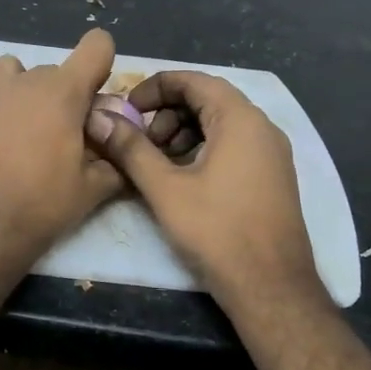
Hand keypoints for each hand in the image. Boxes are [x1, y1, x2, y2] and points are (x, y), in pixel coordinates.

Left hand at [0, 29, 125, 263]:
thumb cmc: (44, 204)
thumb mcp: (93, 188)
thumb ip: (115, 161)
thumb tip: (123, 153)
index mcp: (64, 91)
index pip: (96, 45)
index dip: (103, 63)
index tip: (99, 96)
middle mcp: (26, 83)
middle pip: (57, 69)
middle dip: (68, 94)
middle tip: (72, 133)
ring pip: (13, 73)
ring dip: (26, 90)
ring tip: (31, 127)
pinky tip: (0, 143)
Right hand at [88, 70, 321, 304]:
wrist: (271, 289)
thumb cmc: (217, 232)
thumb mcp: (165, 188)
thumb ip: (130, 148)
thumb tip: (99, 118)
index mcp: (240, 120)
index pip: (194, 80)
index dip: (154, 87)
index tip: (126, 109)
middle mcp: (262, 128)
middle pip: (207, 99)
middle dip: (166, 112)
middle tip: (139, 141)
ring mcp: (271, 153)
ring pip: (219, 123)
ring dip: (182, 132)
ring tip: (156, 162)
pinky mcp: (271, 177)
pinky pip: (233, 145)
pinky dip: (202, 148)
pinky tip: (180, 177)